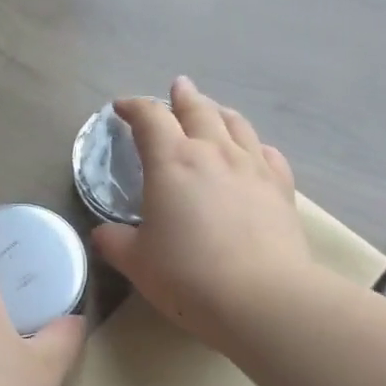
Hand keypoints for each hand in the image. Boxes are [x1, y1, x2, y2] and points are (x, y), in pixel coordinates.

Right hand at [91, 77, 312, 344]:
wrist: (262, 297)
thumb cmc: (188, 276)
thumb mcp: (137, 262)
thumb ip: (115, 242)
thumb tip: (103, 234)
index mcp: (172, 161)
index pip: (149, 118)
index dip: (134, 107)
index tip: (122, 107)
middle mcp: (213, 152)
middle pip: (198, 109)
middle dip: (182, 97)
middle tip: (177, 88)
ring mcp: (252, 166)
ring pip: (236, 124)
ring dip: (220, 112)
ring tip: (213, 111)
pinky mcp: (281, 188)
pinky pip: (267, 153)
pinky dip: (254, 145)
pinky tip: (254, 152)